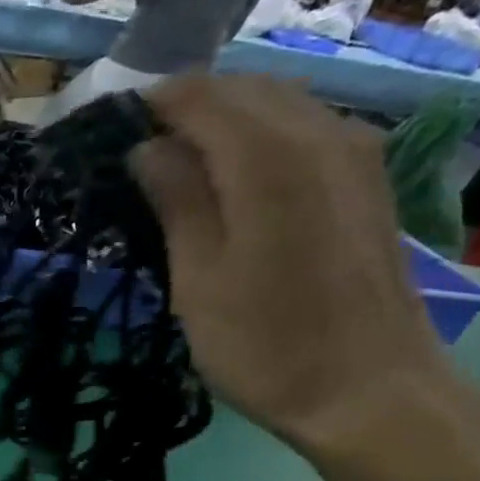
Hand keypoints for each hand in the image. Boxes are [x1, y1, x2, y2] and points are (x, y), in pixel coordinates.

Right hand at [130, 74, 459, 457]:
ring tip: (179, 168)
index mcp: (267, 158)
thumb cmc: (266, 346)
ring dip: (223, 121)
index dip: (148, 107)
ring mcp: (355, 151)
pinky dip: (261, 138)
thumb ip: (175, 202)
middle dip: (184, 110)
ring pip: (277, 103)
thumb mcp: (197, 281)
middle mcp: (319, 133)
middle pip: (241, 88)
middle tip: (138, 157)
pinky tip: (236, 181)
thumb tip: (147, 149)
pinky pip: (305, 128)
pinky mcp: (369, 177)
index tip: (110, 138)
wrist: (370, 391)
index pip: (197, 96)